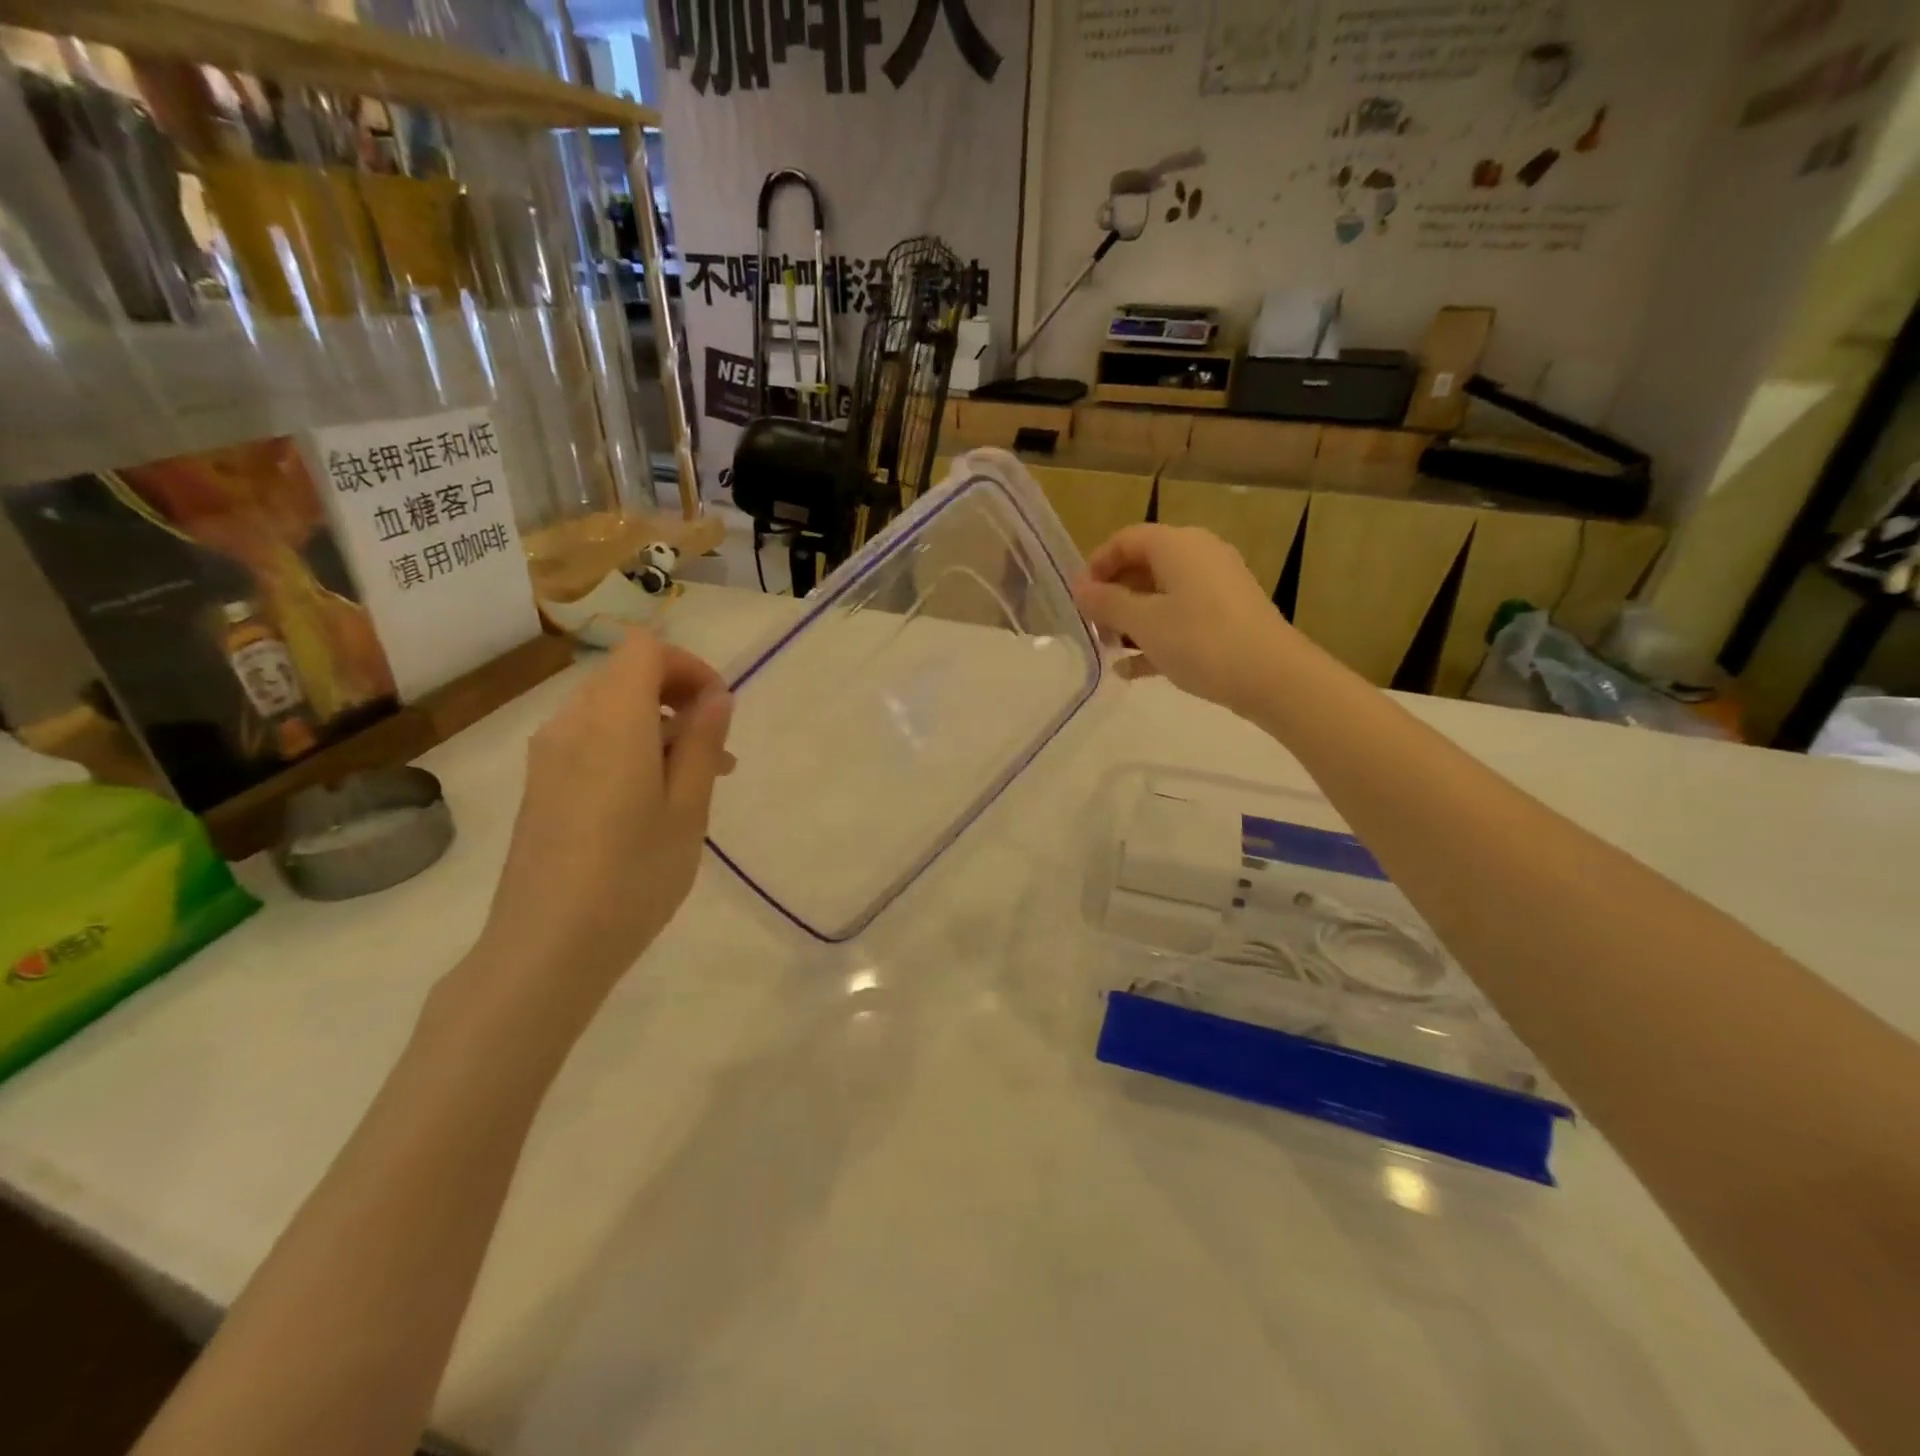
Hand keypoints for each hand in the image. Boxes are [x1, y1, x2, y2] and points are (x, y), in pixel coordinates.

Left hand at [479, 631, 732, 1006]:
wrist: (546, 947)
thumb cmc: (633, 876)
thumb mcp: (688, 809)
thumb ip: (703, 743)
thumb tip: (716, 696)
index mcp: (612, 721)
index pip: (644, 649)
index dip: (687, 665)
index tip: (718, 709)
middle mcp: (571, 724)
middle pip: (625, 676)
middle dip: (677, 697)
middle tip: (716, 750)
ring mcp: (548, 755)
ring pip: (608, 710)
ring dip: (655, 725)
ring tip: (693, 781)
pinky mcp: (539, 785)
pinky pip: (589, 741)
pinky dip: (627, 748)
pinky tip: (649, 800)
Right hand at [1073, 524, 1295, 716]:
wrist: (1272, 676)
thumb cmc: (1200, 640)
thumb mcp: (1143, 622)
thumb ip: (1106, 603)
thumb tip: (1080, 588)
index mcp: (1177, 545)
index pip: (1125, 539)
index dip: (1096, 565)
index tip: (1078, 599)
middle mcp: (1198, 556)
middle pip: (1143, 567)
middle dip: (1112, 597)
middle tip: (1093, 629)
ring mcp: (1216, 587)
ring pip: (1161, 595)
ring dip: (1131, 620)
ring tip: (1109, 651)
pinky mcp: (1227, 616)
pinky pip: (1180, 617)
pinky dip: (1156, 636)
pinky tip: (1133, 670)